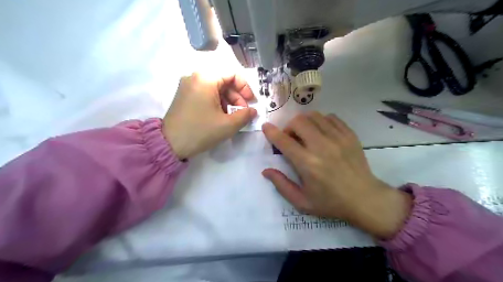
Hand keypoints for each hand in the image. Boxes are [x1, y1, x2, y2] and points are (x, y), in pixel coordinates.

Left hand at [164, 72, 256, 159]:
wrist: (170, 144)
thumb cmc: (201, 131)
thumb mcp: (228, 125)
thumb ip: (245, 115)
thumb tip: (253, 111)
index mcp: (205, 78)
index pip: (232, 74)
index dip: (245, 87)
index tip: (250, 102)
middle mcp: (195, 77)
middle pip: (224, 81)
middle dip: (237, 97)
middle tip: (242, 112)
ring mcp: (188, 86)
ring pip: (215, 88)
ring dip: (228, 101)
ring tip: (232, 117)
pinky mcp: (184, 95)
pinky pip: (206, 93)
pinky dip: (217, 102)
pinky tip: (221, 116)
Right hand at [262, 111, 410, 238]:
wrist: (365, 199)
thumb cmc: (331, 202)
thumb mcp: (302, 201)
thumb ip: (281, 185)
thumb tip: (266, 170)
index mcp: (307, 164)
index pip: (284, 141)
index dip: (271, 132)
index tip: (266, 127)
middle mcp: (321, 146)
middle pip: (298, 121)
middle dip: (289, 127)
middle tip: (291, 138)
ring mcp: (338, 138)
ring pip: (314, 116)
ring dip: (304, 122)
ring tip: (306, 134)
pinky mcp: (349, 135)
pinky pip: (331, 117)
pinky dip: (321, 121)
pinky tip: (321, 132)